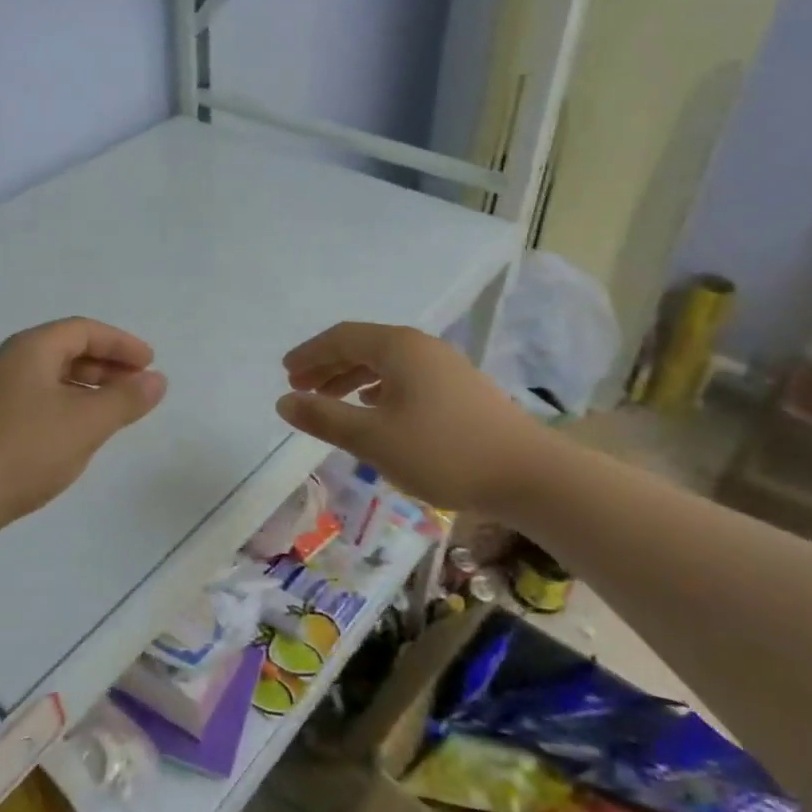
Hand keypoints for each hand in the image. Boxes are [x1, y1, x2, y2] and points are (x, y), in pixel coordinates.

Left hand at [0, 318, 167, 534]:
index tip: (150, 363)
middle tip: (136, 386)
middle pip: (65, 350)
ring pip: (49, 378)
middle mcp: (8, 362)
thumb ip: (125, 399)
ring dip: (86, 388)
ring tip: (111, 412)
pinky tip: (72, 435)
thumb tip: (157, 380)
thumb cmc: (24, 449)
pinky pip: (35, 401)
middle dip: (106, 365)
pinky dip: (64, 407)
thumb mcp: (86, 423)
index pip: (84, 330)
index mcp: (31, 349)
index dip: (121, 343)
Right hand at [276, 321, 545, 515]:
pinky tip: (376, 408)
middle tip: (301, 389)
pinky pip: (406, 377)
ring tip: (331, 400)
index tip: (286, 373)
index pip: (342, 337)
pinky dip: (379, 388)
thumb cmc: (442, 452)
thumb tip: (284, 401)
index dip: (310, 354)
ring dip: (352, 378)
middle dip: (328, 365)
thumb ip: (325, 418)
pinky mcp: (460, 389)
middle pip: (364, 346)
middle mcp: (422, 347)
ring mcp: (445, 366)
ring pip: (386, 363)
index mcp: (399, 348)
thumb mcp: (373, 438)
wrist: (527, 474)